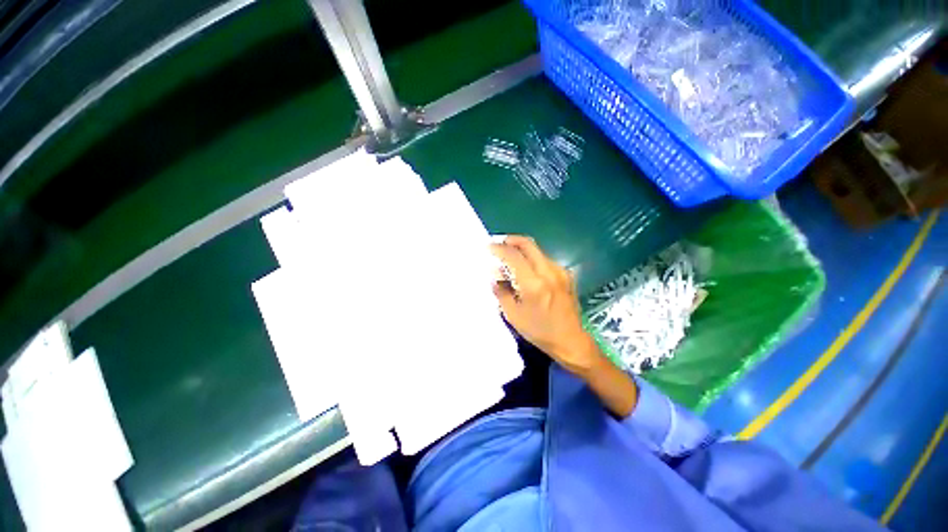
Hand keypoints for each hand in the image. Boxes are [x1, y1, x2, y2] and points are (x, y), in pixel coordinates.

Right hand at [489, 235, 601, 375]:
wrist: (570, 340)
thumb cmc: (539, 331)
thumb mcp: (513, 315)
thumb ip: (501, 291)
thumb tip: (494, 274)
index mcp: (534, 284)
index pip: (514, 256)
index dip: (499, 248)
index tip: (489, 247)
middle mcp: (549, 272)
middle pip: (528, 244)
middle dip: (511, 240)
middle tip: (499, 244)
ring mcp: (560, 271)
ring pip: (537, 250)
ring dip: (522, 250)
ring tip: (510, 259)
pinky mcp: (566, 274)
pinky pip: (545, 259)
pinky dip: (532, 258)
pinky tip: (525, 269)